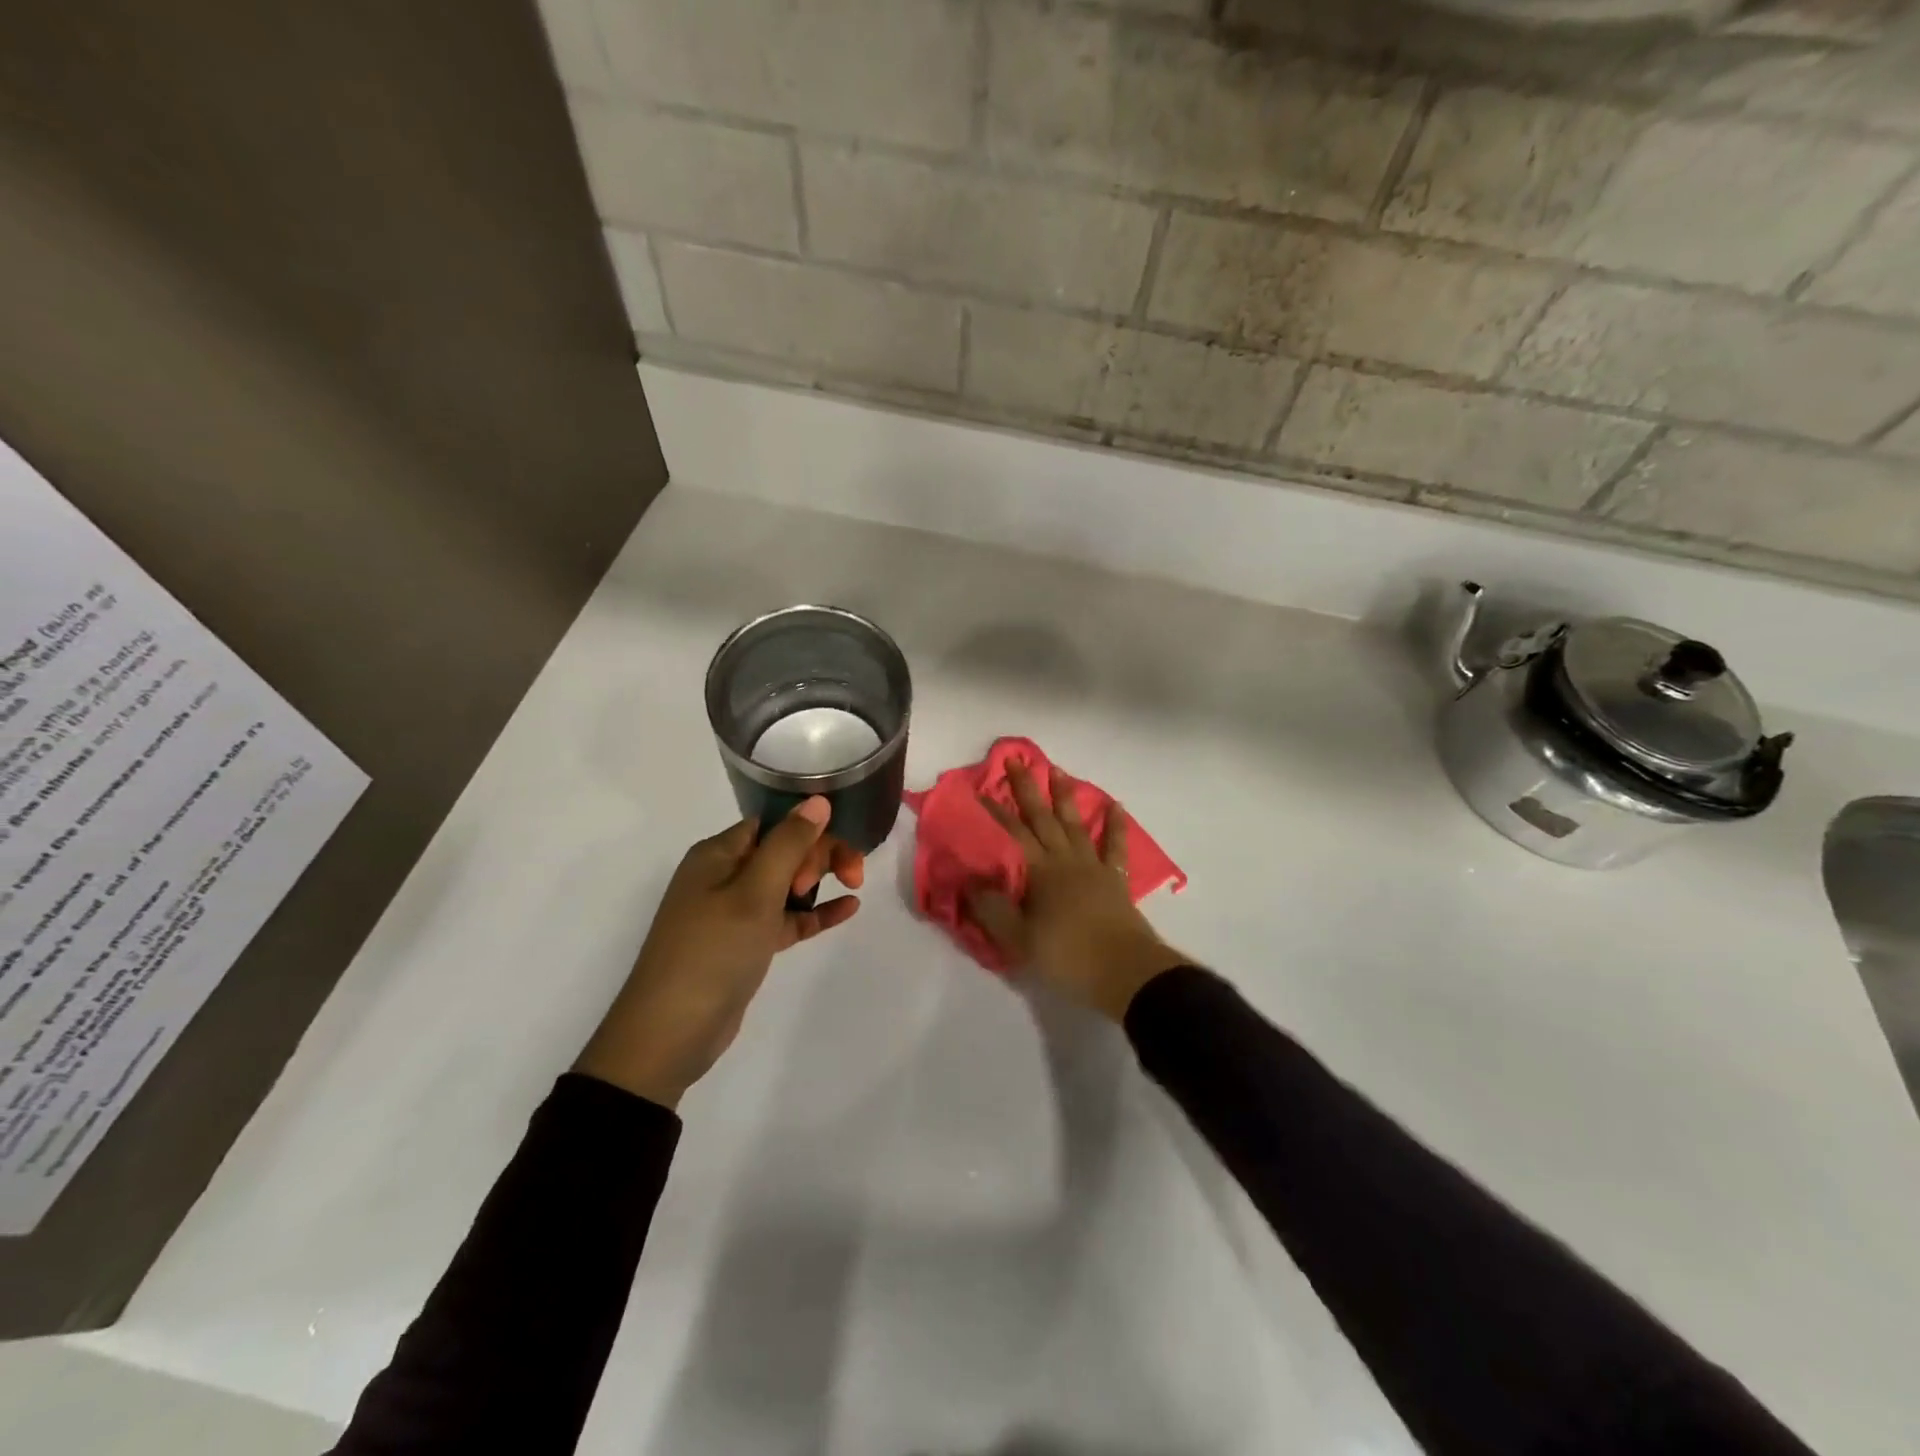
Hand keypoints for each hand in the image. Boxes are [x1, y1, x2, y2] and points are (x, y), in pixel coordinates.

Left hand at [575, 797, 863, 1108]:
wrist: (670, 1034)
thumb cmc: (712, 952)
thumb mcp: (754, 893)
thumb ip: (789, 844)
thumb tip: (819, 800)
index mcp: (718, 854)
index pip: (774, 823)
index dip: (809, 832)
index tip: (833, 856)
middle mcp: (724, 876)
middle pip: (783, 850)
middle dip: (820, 856)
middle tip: (848, 877)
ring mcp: (734, 912)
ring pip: (787, 884)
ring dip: (820, 882)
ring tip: (853, 888)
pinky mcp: (745, 944)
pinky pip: (786, 918)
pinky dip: (814, 913)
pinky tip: (849, 909)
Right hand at [966, 764, 1184, 1021]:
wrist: (1125, 972)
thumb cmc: (1067, 956)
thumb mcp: (1019, 940)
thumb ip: (992, 909)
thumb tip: (969, 882)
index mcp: (1041, 872)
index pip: (1013, 834)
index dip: (996, 811)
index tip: (981, 789)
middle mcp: (1066, 860)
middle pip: (1043, 818)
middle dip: (1027, 789)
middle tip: (1017, 760)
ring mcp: (1093, 866)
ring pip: (1076, 824)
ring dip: (1065, 797)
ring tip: (1057, 772)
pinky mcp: (1115, 879)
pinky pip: (1116, 846)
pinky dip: (1116, 825)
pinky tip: (1115, 806)